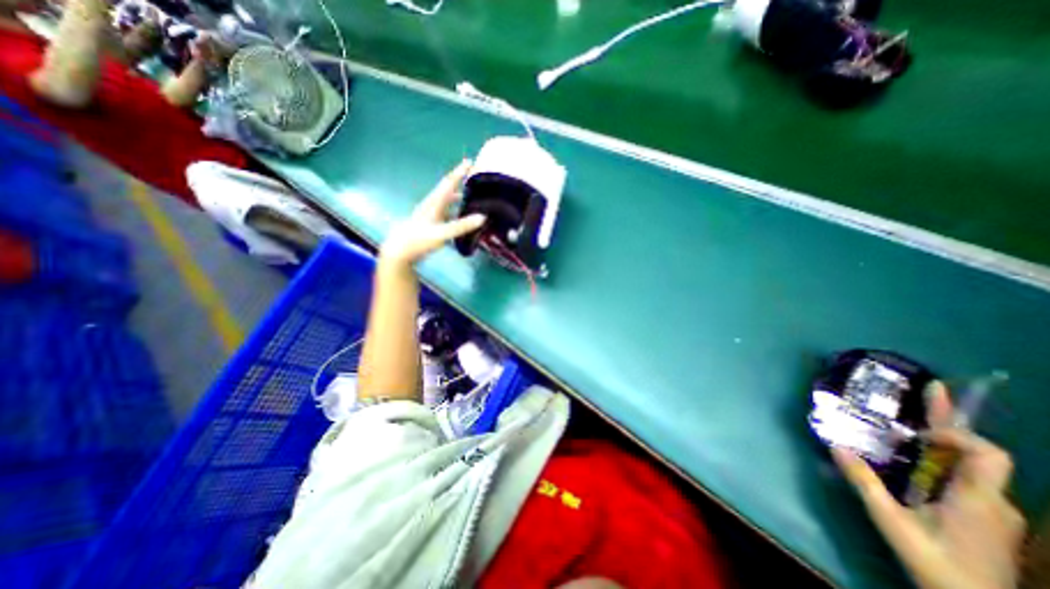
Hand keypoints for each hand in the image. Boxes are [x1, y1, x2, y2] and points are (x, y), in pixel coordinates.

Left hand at [383, 161, 486, 266]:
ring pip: (446, 200)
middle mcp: (432, 205)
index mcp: (434, 202)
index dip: (459, 172)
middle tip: (473, 177)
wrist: (400, 252)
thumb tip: (483, 217)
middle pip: (447, 189)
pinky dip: (454, 210)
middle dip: (459, 181)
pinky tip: (459, 216)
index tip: (470, 161)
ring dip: (457, 196)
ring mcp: (430, 214)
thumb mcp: (442, 234)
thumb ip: (462, 226)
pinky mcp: (429, 223)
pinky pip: (445, 212)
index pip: (449, 183)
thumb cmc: (419, 240)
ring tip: (470, 196)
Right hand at [838, 385, 1026, 588]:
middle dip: (949, 420)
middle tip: (930, 388)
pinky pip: (966, 477)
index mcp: (976, 499)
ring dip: (942, 440)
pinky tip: (919, 458)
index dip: (956, 433)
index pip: (986, 454)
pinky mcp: (984, 517)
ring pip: (972, 465)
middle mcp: (992, 499)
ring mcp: (992, 510)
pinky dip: (943, 459)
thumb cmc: (937, 565)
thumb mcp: (891, 521)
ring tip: (913, 423)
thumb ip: (864, 482)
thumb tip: (835, 444)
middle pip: (978, 452)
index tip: (918, 431)